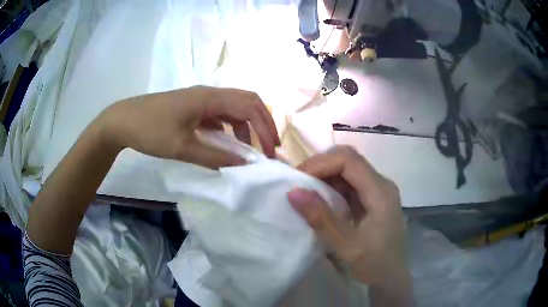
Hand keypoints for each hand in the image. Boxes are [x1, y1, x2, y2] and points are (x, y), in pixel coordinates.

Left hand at [98, 86, 279, 167]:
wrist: (122, 121)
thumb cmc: (150, 131)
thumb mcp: (182, 147)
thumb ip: (214, 156)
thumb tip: (244, 164)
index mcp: (209, 98)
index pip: (249, 107)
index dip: (265, 127)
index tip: (270, 151)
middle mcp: (209, 93)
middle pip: (247, 101)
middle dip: (262, 123)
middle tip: (268, 146)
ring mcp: (200, 99)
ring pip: (234, 107)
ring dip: (246, 126)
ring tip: (248, 150)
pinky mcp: (193, 106)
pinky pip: (220, 113)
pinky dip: (230, 127)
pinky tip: (226, 142)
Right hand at [287, 146, 411, 305]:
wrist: (390, 278)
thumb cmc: (373, 264)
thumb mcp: (345, 246)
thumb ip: (321, 218)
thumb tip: (293, 192)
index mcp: (380, 192)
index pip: (348, 160)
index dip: (320, 164)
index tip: (298, 180)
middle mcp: (381, 184)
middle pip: (349, 159)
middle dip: (320, 166)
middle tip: (299, 183)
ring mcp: (378, 191)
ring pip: (348, 169)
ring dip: (324, 175)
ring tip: (305, 190)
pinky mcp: (372, 199)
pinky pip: (349, 183)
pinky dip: (331, 186)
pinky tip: (320, 200)